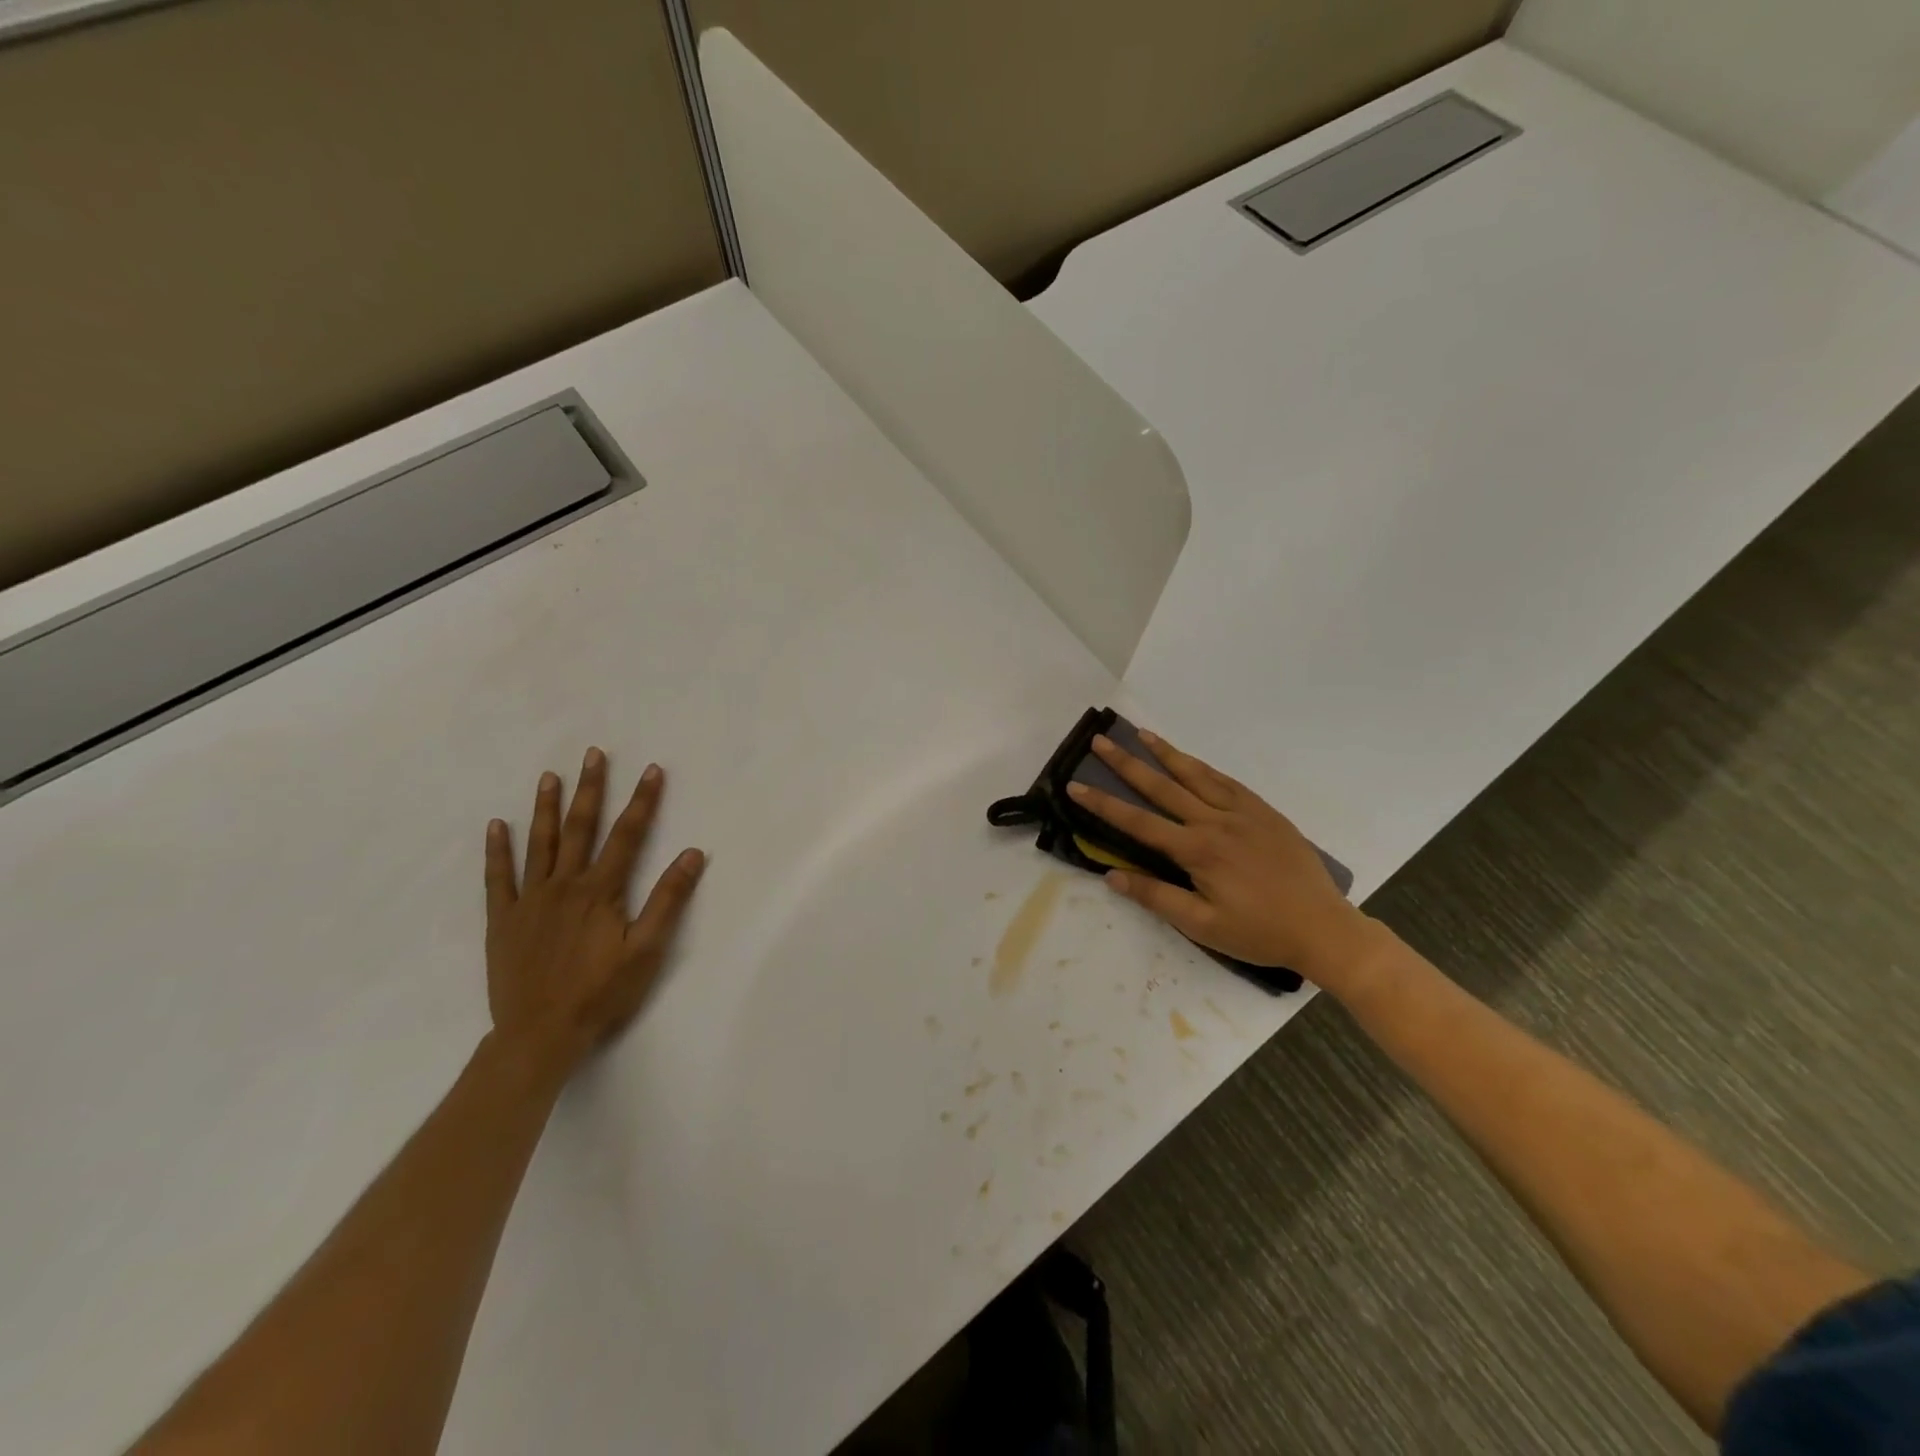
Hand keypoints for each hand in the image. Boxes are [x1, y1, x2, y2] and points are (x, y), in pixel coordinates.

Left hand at [484, 747, 704, 1076]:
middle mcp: (564, 885)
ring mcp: (530, 901)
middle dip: (590, 789)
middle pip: (581, 828)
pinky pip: (498, 878)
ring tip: (550, 776)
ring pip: (540, 844)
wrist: (539, 1035)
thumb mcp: (647, 950)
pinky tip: (497, 826)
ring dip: (546, 808)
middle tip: (593, 754)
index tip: (653, 770)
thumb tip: (693, 854)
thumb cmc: (601, 993)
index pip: (628, 835)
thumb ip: (669, 899)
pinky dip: (498, 850)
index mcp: (601, 891)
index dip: (643, 801)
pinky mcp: (504, 920)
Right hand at [1066, 731, 1374, 987]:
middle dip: (1127, 764)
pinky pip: (1228, 782)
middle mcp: (1216, 822)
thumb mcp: (1203, 926)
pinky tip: (1191, 760)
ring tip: (1141, 733)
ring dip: (1165, 753)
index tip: (1076, 786)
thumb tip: (1112, 876)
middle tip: (1100, 741)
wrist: (1324, 929)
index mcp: (1198, 851)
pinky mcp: (1265, 813)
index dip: (1103, 805)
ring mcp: (1243, 813)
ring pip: (1196, 775)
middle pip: (1163, 787)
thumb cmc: (1260, 933)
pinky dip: (1204, 768)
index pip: (1139, 822)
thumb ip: (1156, 897)